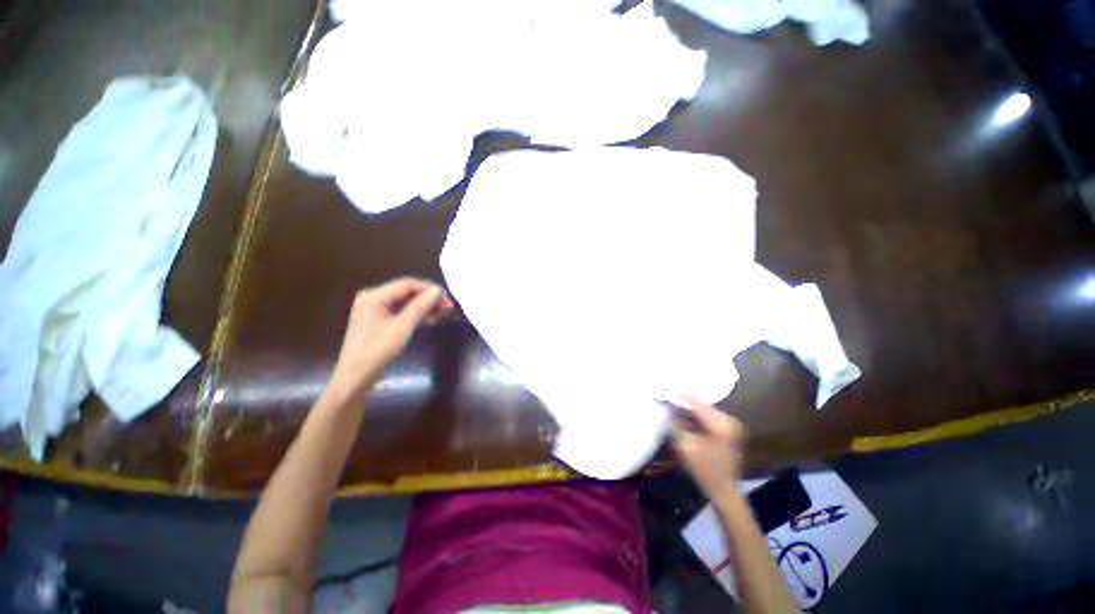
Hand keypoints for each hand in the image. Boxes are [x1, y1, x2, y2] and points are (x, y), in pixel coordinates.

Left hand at [326, 278, 452, 400]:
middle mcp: (372, 298)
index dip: (429, 289)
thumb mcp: (403, 327)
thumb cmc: (378, 350)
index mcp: (374, 296)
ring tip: (442, 314)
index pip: (407, 284)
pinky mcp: (376, 320)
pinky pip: (399, 311)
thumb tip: (437, 290)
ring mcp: (373, 309)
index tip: (447, 299)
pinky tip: (429, 321)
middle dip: (428, 298)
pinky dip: (414, 315)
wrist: (355, 377)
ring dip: (423, 307)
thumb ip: (420, 306)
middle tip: (448, 307)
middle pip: (406, 292)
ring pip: (405, 302)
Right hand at [671, 395, 745, 500]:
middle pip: (701, 404)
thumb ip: (676, 422)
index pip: (696, 403)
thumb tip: (669, 406)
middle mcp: (729, 419)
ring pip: (704, 409)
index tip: (662, 392)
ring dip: (689, 408)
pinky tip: (685, 416)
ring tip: (673, 405)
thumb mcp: (685, 445)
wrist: (724, 489)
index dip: (678, 397)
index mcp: (721, 424)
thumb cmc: (704, 469)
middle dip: (683, 402)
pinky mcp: (729, 428)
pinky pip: (709, 415)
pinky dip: (696, 415)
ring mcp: (731, 424)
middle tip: (667, 398)